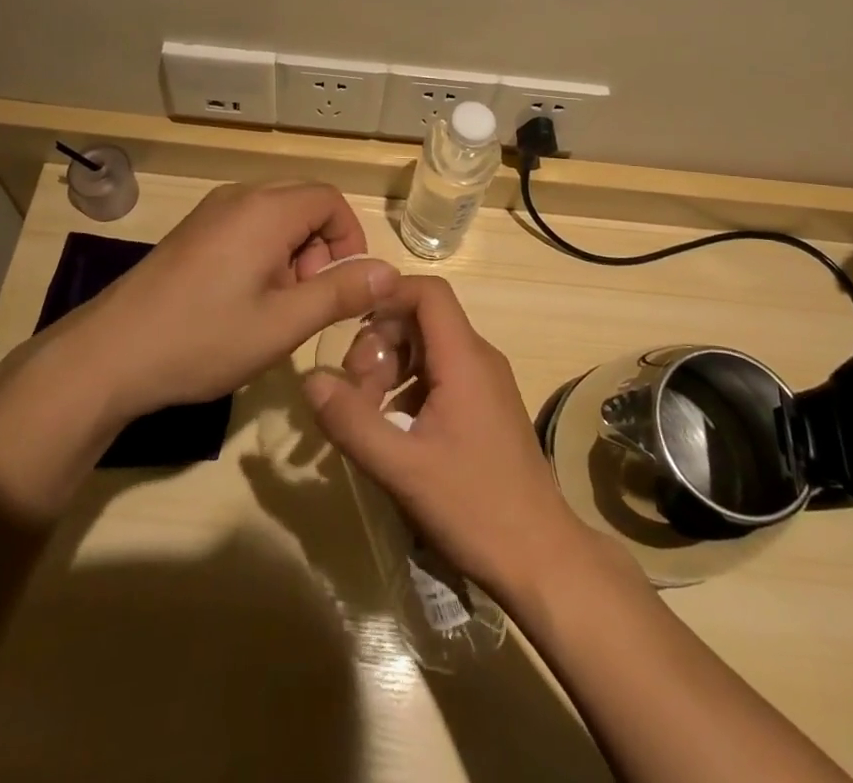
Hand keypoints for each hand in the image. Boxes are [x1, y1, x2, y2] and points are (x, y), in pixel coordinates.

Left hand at [73, 181, 398, 418]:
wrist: (109, 354)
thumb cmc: (203, 338)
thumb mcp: (282, 324)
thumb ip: (340, 293)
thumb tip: (390, 271)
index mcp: (265, 209)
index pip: (330, 199)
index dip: (349, 238)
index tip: (343, 286)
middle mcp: (239, 197)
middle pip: (304, 203)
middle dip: (320, 249)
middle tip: (307, 301)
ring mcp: (211, 212)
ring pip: (275, 216)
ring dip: (292, 254)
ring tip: (276, 307)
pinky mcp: (193, 231)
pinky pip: (247, 226)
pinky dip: (264, 254)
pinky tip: (245, 301)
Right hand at [303, 275, 596, 603]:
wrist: (542, 559)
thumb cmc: (475, 507)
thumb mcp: (403, 468)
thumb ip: (353, 421)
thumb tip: (310, 380)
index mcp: (464, 359)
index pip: (427, 292)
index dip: (387, 295)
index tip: (350, 326)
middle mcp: (479, 359)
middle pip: (421, 320)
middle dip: (380, 343)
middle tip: (354, 389)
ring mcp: (485, 383)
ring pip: (428, 349)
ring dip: (391, 368)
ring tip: (367, 413)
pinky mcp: (485, 408)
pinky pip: (440, 375)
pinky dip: (408, 389)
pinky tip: (392, 430)